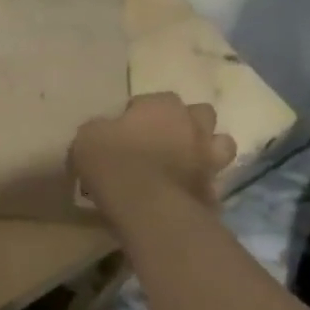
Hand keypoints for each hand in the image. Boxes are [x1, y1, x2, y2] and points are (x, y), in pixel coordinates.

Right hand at [70, 93, 236, 224]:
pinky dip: (202, 185)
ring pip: (221, 144)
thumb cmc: (115, 163)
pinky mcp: (215, 190)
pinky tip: (185, 193)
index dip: (137, 113)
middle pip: (199, 114)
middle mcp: (193, 125)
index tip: (123, 131)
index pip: (152, 100)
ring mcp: (210, 157)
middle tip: (163, 141)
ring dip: (206, 149)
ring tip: (187, 163)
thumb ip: (99, 129)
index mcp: (163, 106)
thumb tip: (103, 133)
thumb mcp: (87, 138)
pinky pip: (213, 182)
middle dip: (185, 123)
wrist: (148, 209)